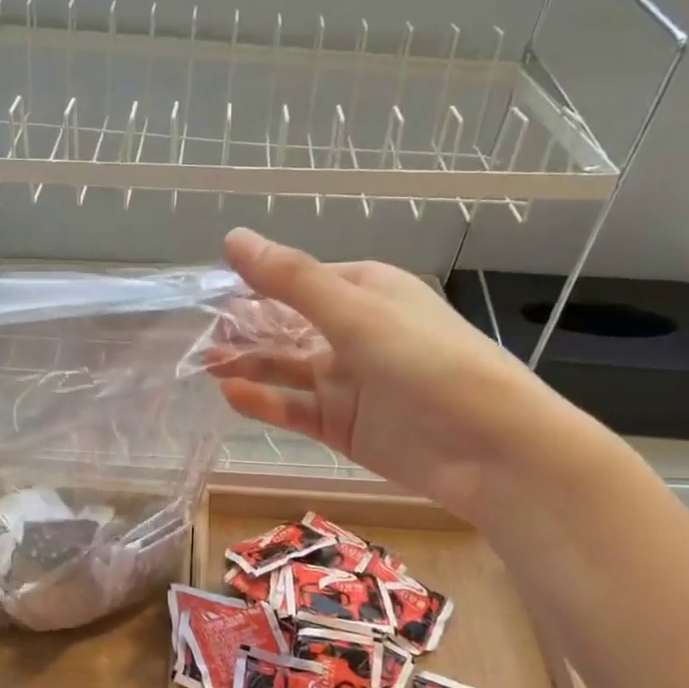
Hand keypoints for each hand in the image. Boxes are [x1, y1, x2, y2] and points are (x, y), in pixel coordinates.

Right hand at [215, 228, 599, 525]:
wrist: (489, 448)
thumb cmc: (427, 362)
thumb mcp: (355, 312)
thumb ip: (290, 279)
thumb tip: (232, 238)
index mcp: (365, 292)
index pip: (298, 281)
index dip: (254, 286)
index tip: (210, 295)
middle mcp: (353, 333)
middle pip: (286, 326)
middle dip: (244, 330)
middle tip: (199, 338)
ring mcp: (347, 382)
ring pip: (285, 369)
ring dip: (247, 365)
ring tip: (204, 365)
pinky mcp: (342, 426)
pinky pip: (294, 409)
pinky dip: (263, 402)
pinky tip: (231, 395)